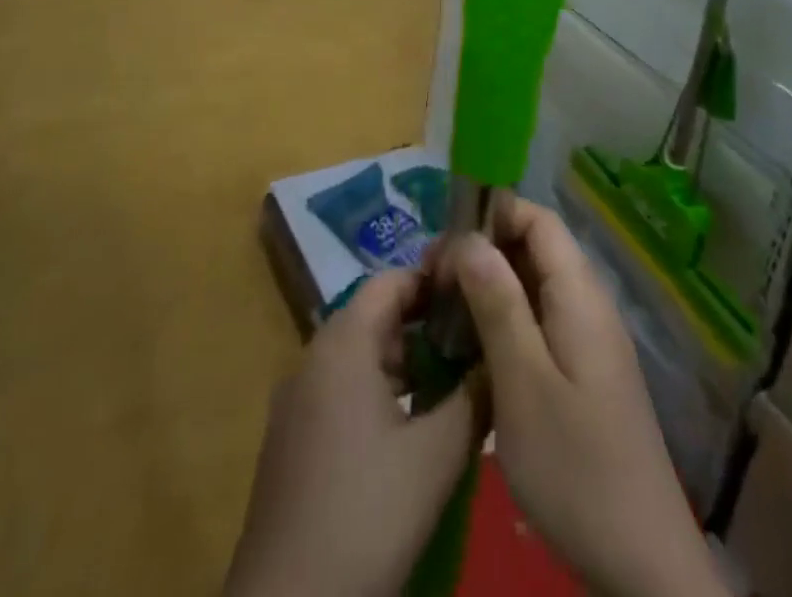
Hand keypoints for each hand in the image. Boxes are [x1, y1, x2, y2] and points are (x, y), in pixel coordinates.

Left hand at [224, 269, 480, 596]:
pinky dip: (380, 388)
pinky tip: (412, 424)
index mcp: (343, 342)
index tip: (476, 294)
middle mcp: (314, 355)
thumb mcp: (436, 454)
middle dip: (426, 323)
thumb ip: (474, 396)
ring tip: (454, 380)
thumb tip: (499, 356)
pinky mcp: (292, 436)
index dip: (435, 280)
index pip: (392, 280)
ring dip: (406, 360)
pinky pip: (342, 386)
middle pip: (376, 314)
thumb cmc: (367, 513)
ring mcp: (297, 397)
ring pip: (360, 353)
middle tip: (474, 340)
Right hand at [446, 198, 725, 596]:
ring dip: (490, 287)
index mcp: (580, 295)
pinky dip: (505, 320)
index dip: (492, 215)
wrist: (642, 563)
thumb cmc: (576, 466)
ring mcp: (589, 341)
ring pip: (535, 287)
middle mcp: (589, 305)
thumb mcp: (524, 382)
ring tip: (444, 311)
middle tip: (433, 282)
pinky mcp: (585, 373)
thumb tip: (469, 239)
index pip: (538, 219)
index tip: (444, 242)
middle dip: (484, 252)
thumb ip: (497, 303)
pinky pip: (541, 322)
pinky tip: (474, 348)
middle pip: (535, 249)